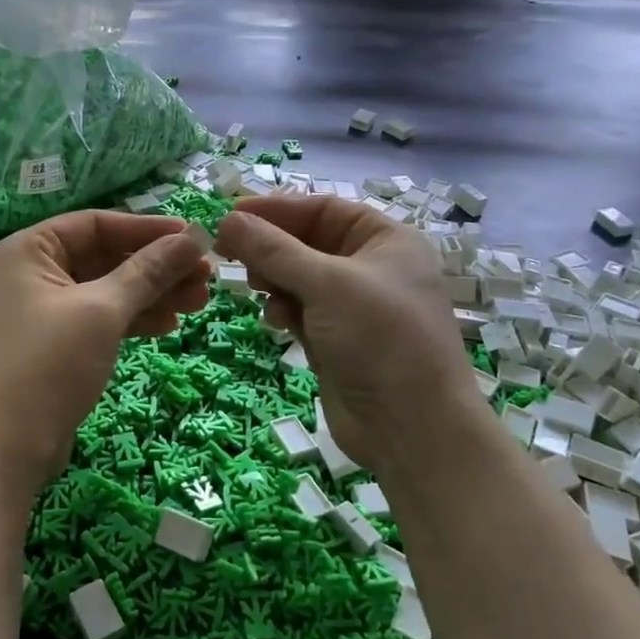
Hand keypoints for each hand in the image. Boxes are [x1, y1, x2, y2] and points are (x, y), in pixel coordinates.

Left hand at [0, 211, 211, 493]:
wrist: (4, 451)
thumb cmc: (48, 366)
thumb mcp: (102, 311)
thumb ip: (148, 271)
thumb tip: (193, 238)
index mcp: (28, 250)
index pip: (95, 223)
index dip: (147, 229)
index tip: (194, 238)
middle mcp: (30, 273)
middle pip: (104, 257)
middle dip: (156, 267)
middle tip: (206, 276)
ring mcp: (41, 311)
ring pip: (107, 290)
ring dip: (152, 294)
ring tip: (200, 302)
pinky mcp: (54, 344)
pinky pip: (99, 318)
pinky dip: (132, 319)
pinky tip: (170, 326)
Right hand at [215, 196, 483, 475]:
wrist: (412, 430)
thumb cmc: (379, 340)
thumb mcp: (326, 284)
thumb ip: (273, 250)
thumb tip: (228, 220)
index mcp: (386, 241)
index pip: (323, 209)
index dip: (277, 209)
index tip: (231, 215)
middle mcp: (373, 268)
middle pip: (307, 242)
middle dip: (271, 248)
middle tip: (229, 253)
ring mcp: (355, 307)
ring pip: (299, 278)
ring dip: (275, 281)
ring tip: (258, 290)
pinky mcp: (338, 340)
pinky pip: (301, 310)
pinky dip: (285, 310)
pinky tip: (277, 322)